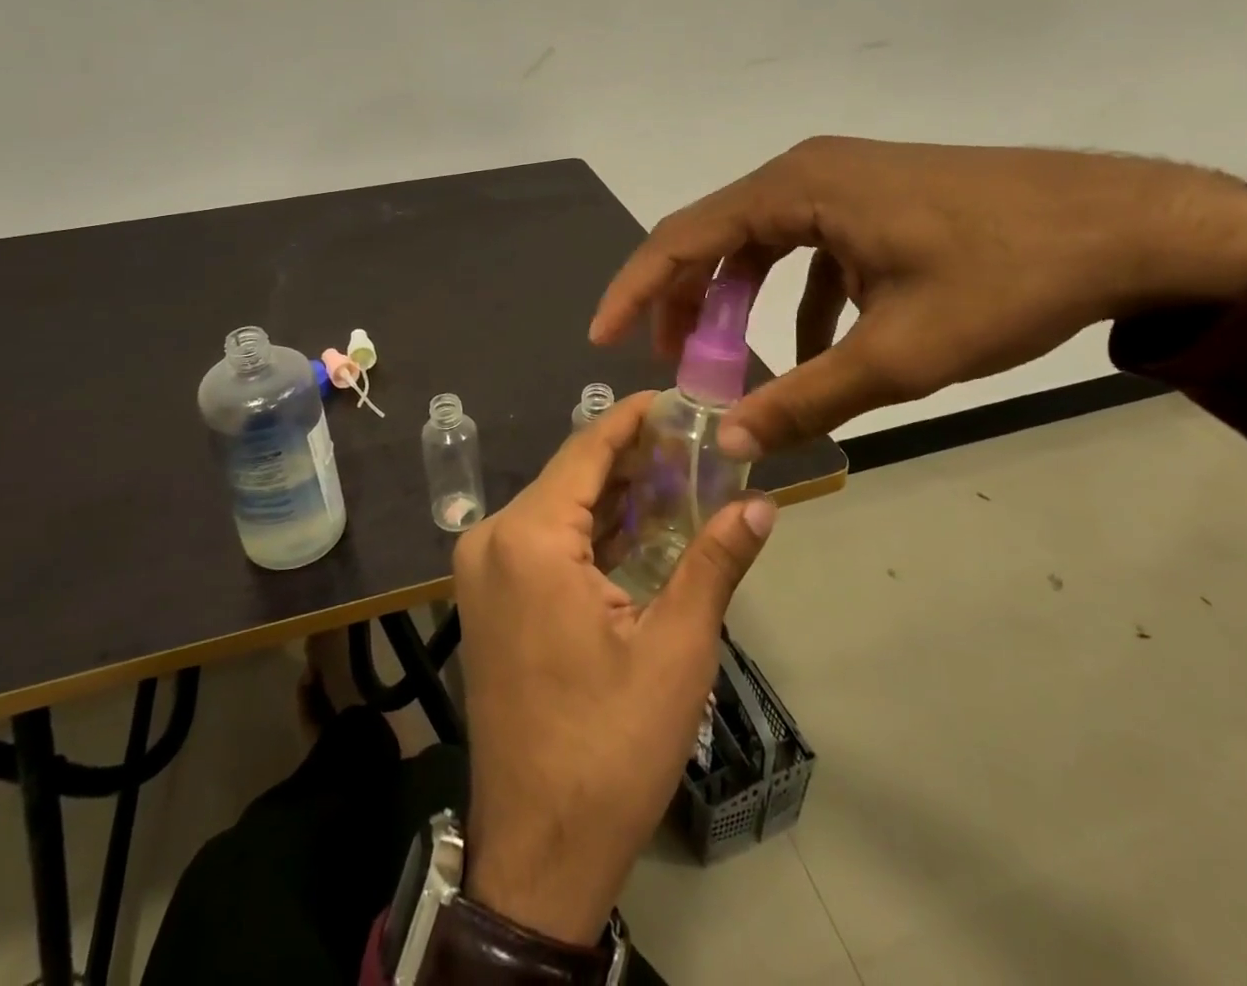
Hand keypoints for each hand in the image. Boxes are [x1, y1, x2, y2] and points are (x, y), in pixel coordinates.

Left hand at [454, 393, 778, 944]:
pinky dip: (592, 530)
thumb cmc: (609, 746)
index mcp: (528, 538)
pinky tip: (641, 525)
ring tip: (682, 475)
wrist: (538, 849)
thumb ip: (715, 562)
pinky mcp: (491, 598)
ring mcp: (484, 570)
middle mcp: (493, 539)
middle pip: (572, 475)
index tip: (680, 398)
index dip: (635, 418)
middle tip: (699, 443)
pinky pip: (545, 541)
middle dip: (634, 458)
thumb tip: (762, 502)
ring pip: (559, 507)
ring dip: (616, 495)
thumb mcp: (676, 649)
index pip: (587, 449)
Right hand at [592, 137, 1246, 457]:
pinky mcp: (873, 199)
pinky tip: (818, 342)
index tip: (602, 337)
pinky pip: (808, 246)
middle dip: (685, 304)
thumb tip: (731, 444)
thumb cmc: (1007, 279)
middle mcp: (806, 172)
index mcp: (796, 189)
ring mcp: (842, 181)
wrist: (1131, 225)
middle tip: (674, 366)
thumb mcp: (900, 354)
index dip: (636, 290)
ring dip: (738, 301)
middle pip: (715, 238)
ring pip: (760, 243)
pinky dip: (796, 296)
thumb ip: (806, 398)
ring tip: (732, 362)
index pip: (683, 237)